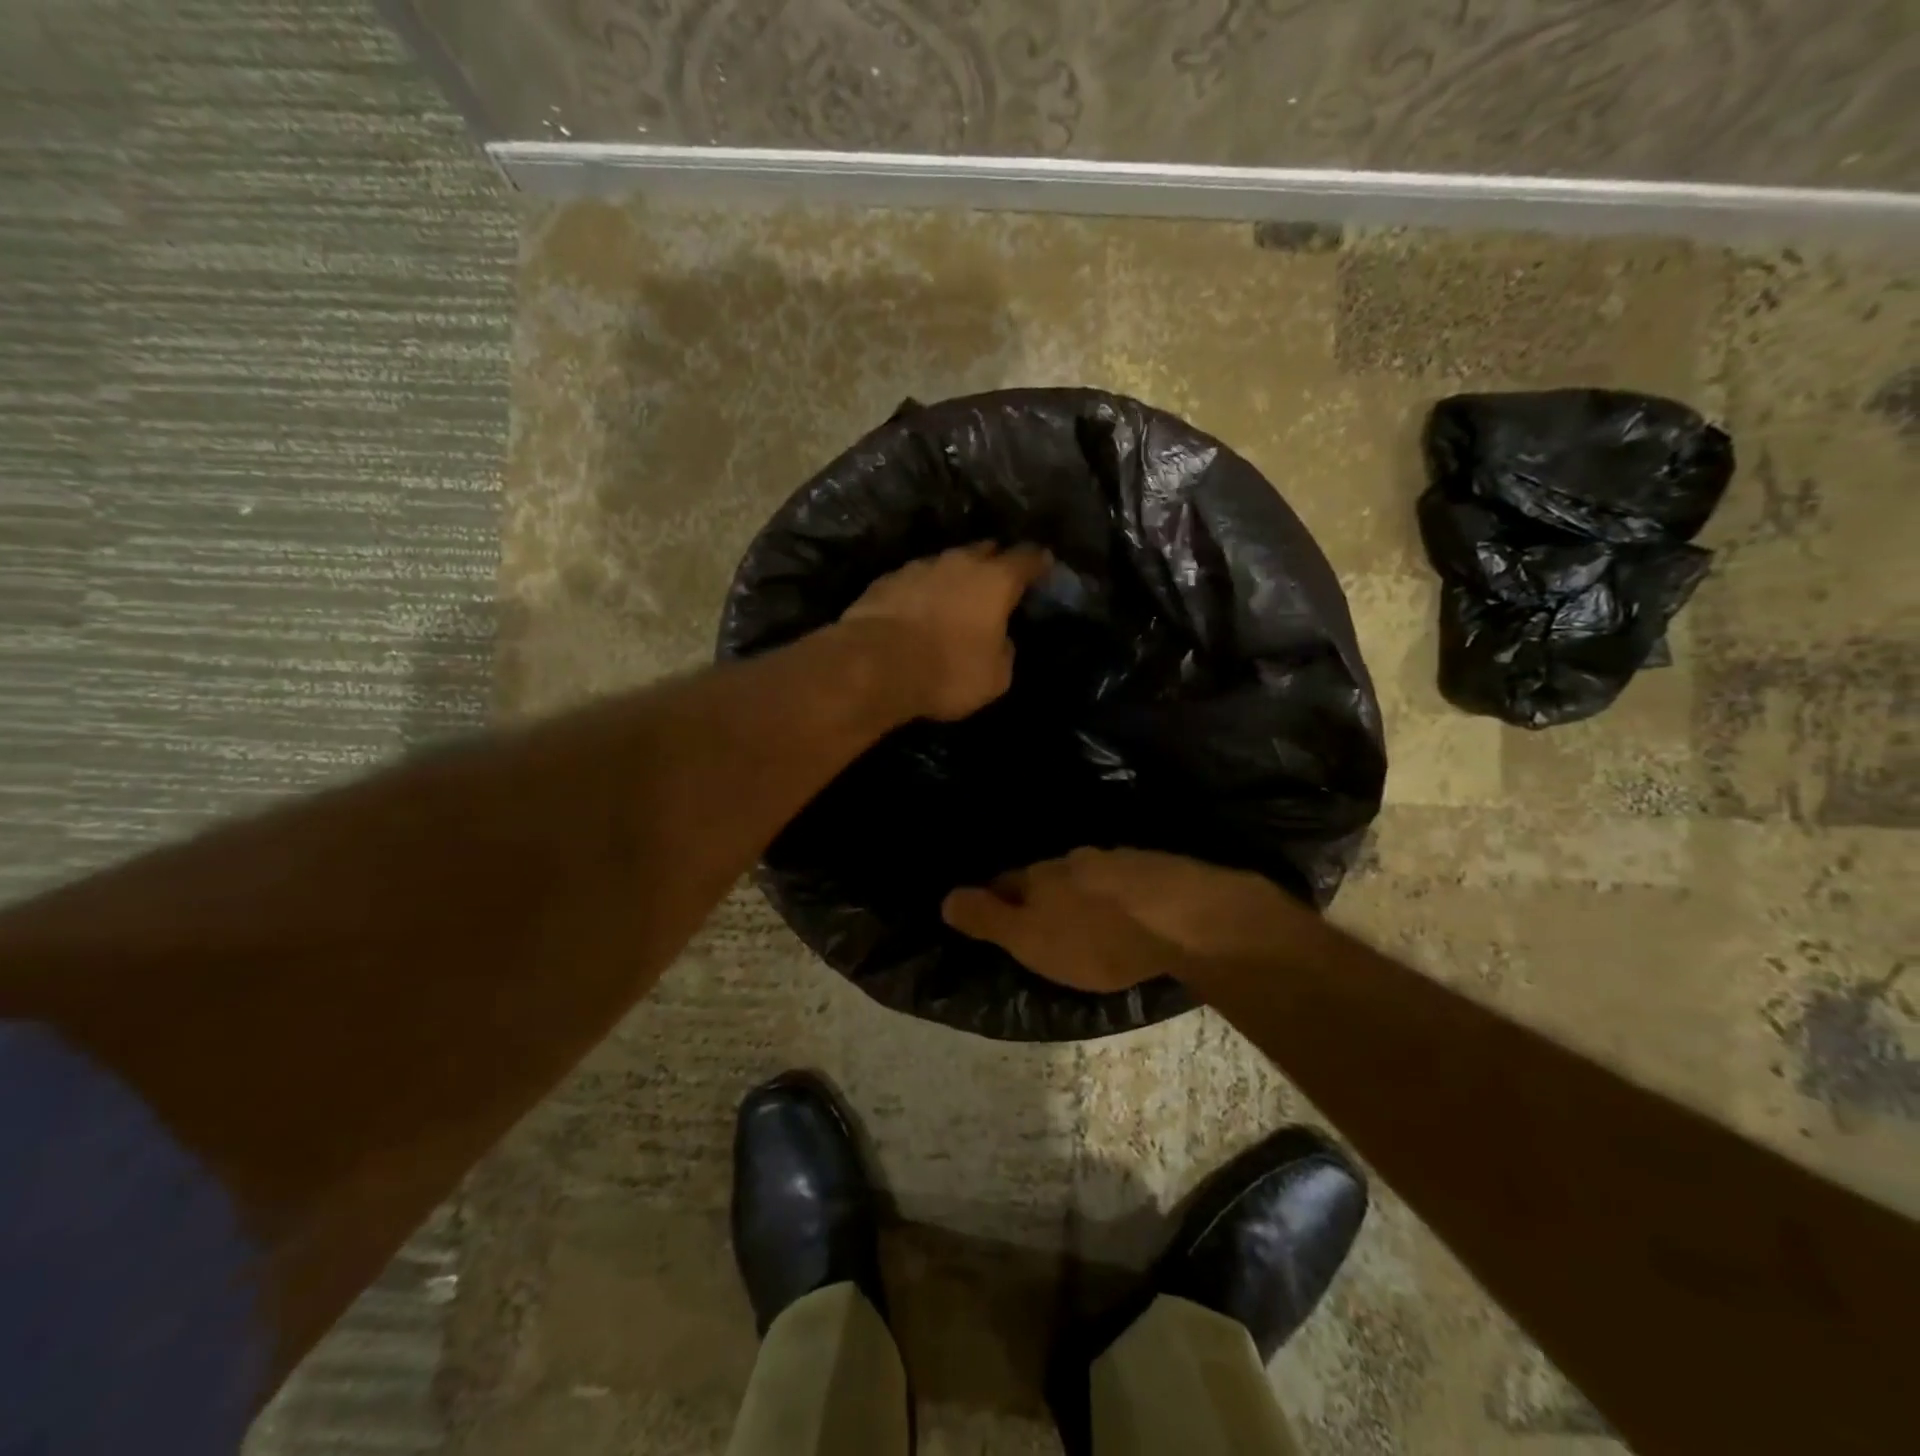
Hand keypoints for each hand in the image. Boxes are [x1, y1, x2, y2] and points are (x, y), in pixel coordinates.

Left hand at [841, 542, 1050, 721]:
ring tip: (955, 598)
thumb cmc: (947, 672)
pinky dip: (922, 591)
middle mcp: (958, 562)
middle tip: (1000, 580)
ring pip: (946, 563)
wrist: (874, 665)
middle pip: (984, 550)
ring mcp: (918, 567)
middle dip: (996, 561)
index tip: (1044, 565)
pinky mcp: (885, 580)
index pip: (1027, 557)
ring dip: (954, 577)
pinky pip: (914, 580)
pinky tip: (918, 610)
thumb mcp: (996, 677)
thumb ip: (1005, 651)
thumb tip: (1000, 640)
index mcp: (995, 581)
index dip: (1038, 561)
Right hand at [941, 847, 1308, 993]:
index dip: (994, 898)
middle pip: (1046, 876)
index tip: (991, 912)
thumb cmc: (1097, 940)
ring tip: (1085, 916)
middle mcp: (1073, 860)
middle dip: (1039, 892)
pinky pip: (1123, 880)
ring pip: (1085, 875)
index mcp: (1040, 877)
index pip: (1004, 882)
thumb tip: (945, 897)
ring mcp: (1116, 859)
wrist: (1183, 918)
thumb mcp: (1031, 941)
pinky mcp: (1155, 868)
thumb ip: (989, 919)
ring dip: (1080, 892)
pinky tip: (1127, 909)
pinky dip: (1117, 894)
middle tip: (1040, 918)